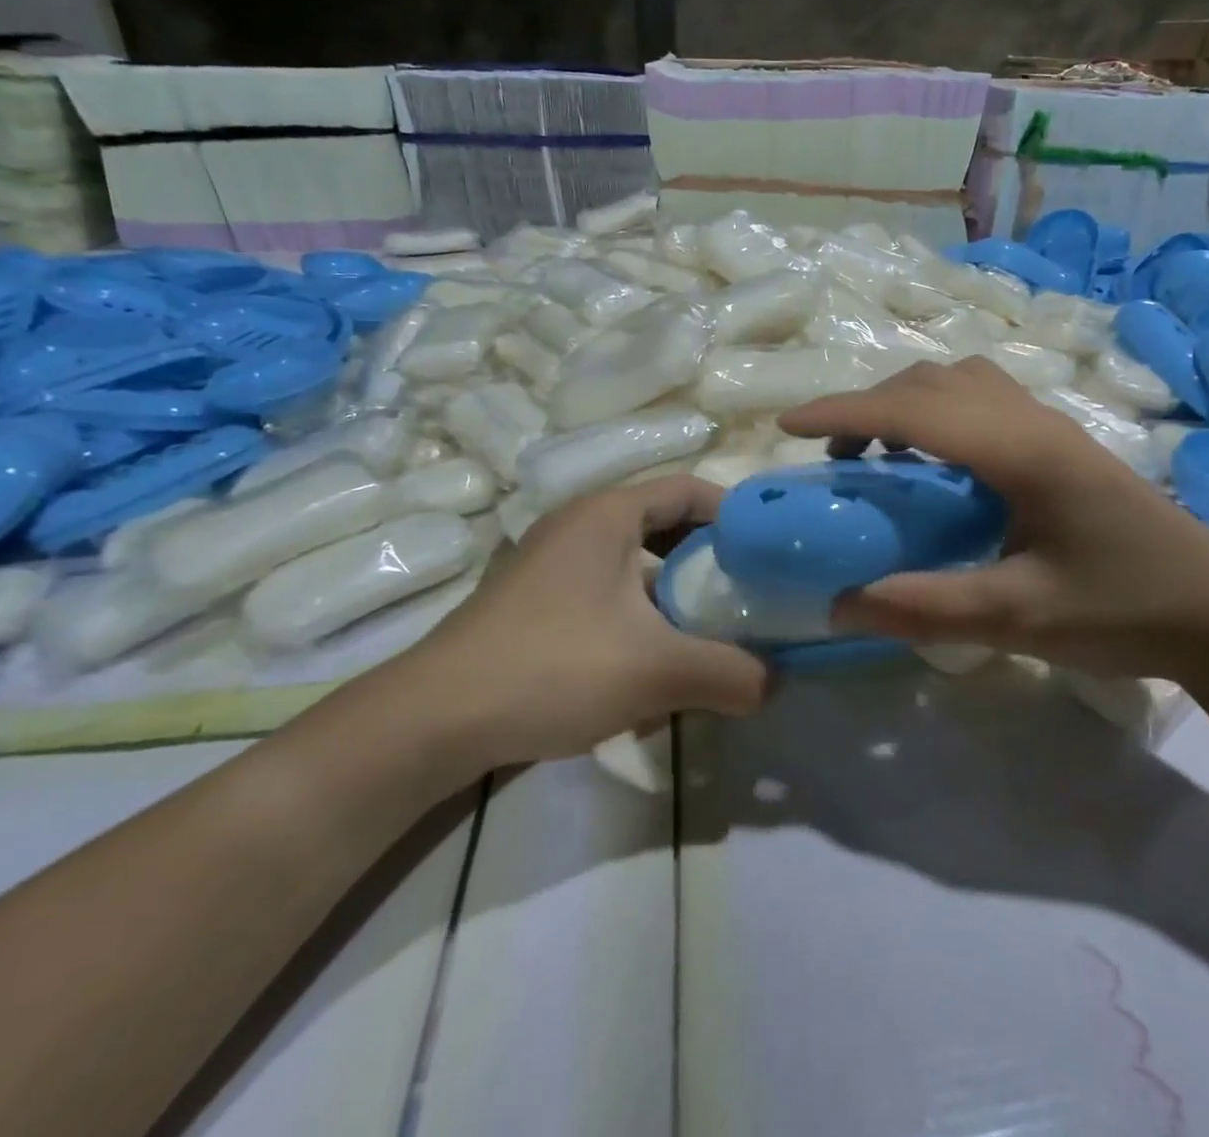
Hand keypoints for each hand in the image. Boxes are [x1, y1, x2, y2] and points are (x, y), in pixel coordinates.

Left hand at [394, 475, 766, 776]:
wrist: (433, 720)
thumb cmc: (553, 666)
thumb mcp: (656, 670)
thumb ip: (729, 672)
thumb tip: (775, 684)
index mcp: (608, 514)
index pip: (690, 489)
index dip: (736, 514)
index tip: (770, 552)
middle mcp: (579, 526)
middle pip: (665, 527)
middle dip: (710, 562)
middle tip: (747, 596)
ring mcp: (552, 564)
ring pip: (636, 567)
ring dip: (675, 597)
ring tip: (709, 636)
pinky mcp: (536, 603)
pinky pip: (607, 596)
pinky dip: (640, 620)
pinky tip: (652, 670)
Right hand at [779, 357, 1208, 682]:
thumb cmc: (1123, 608)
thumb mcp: (1017, 616)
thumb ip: (924, 607)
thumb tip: (838, 603)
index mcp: (1020, 450)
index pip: (912, 410)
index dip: (843, 411)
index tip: (788, 424)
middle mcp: (1031, 420)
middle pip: (931, 381)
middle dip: (867, 405)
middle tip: (829, 453)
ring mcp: (1050, 426)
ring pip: (959, 381)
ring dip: (905, 402)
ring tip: (878, 452)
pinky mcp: (1060, 442)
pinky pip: (981, 400)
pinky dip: (937, 412)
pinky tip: (935, 463)